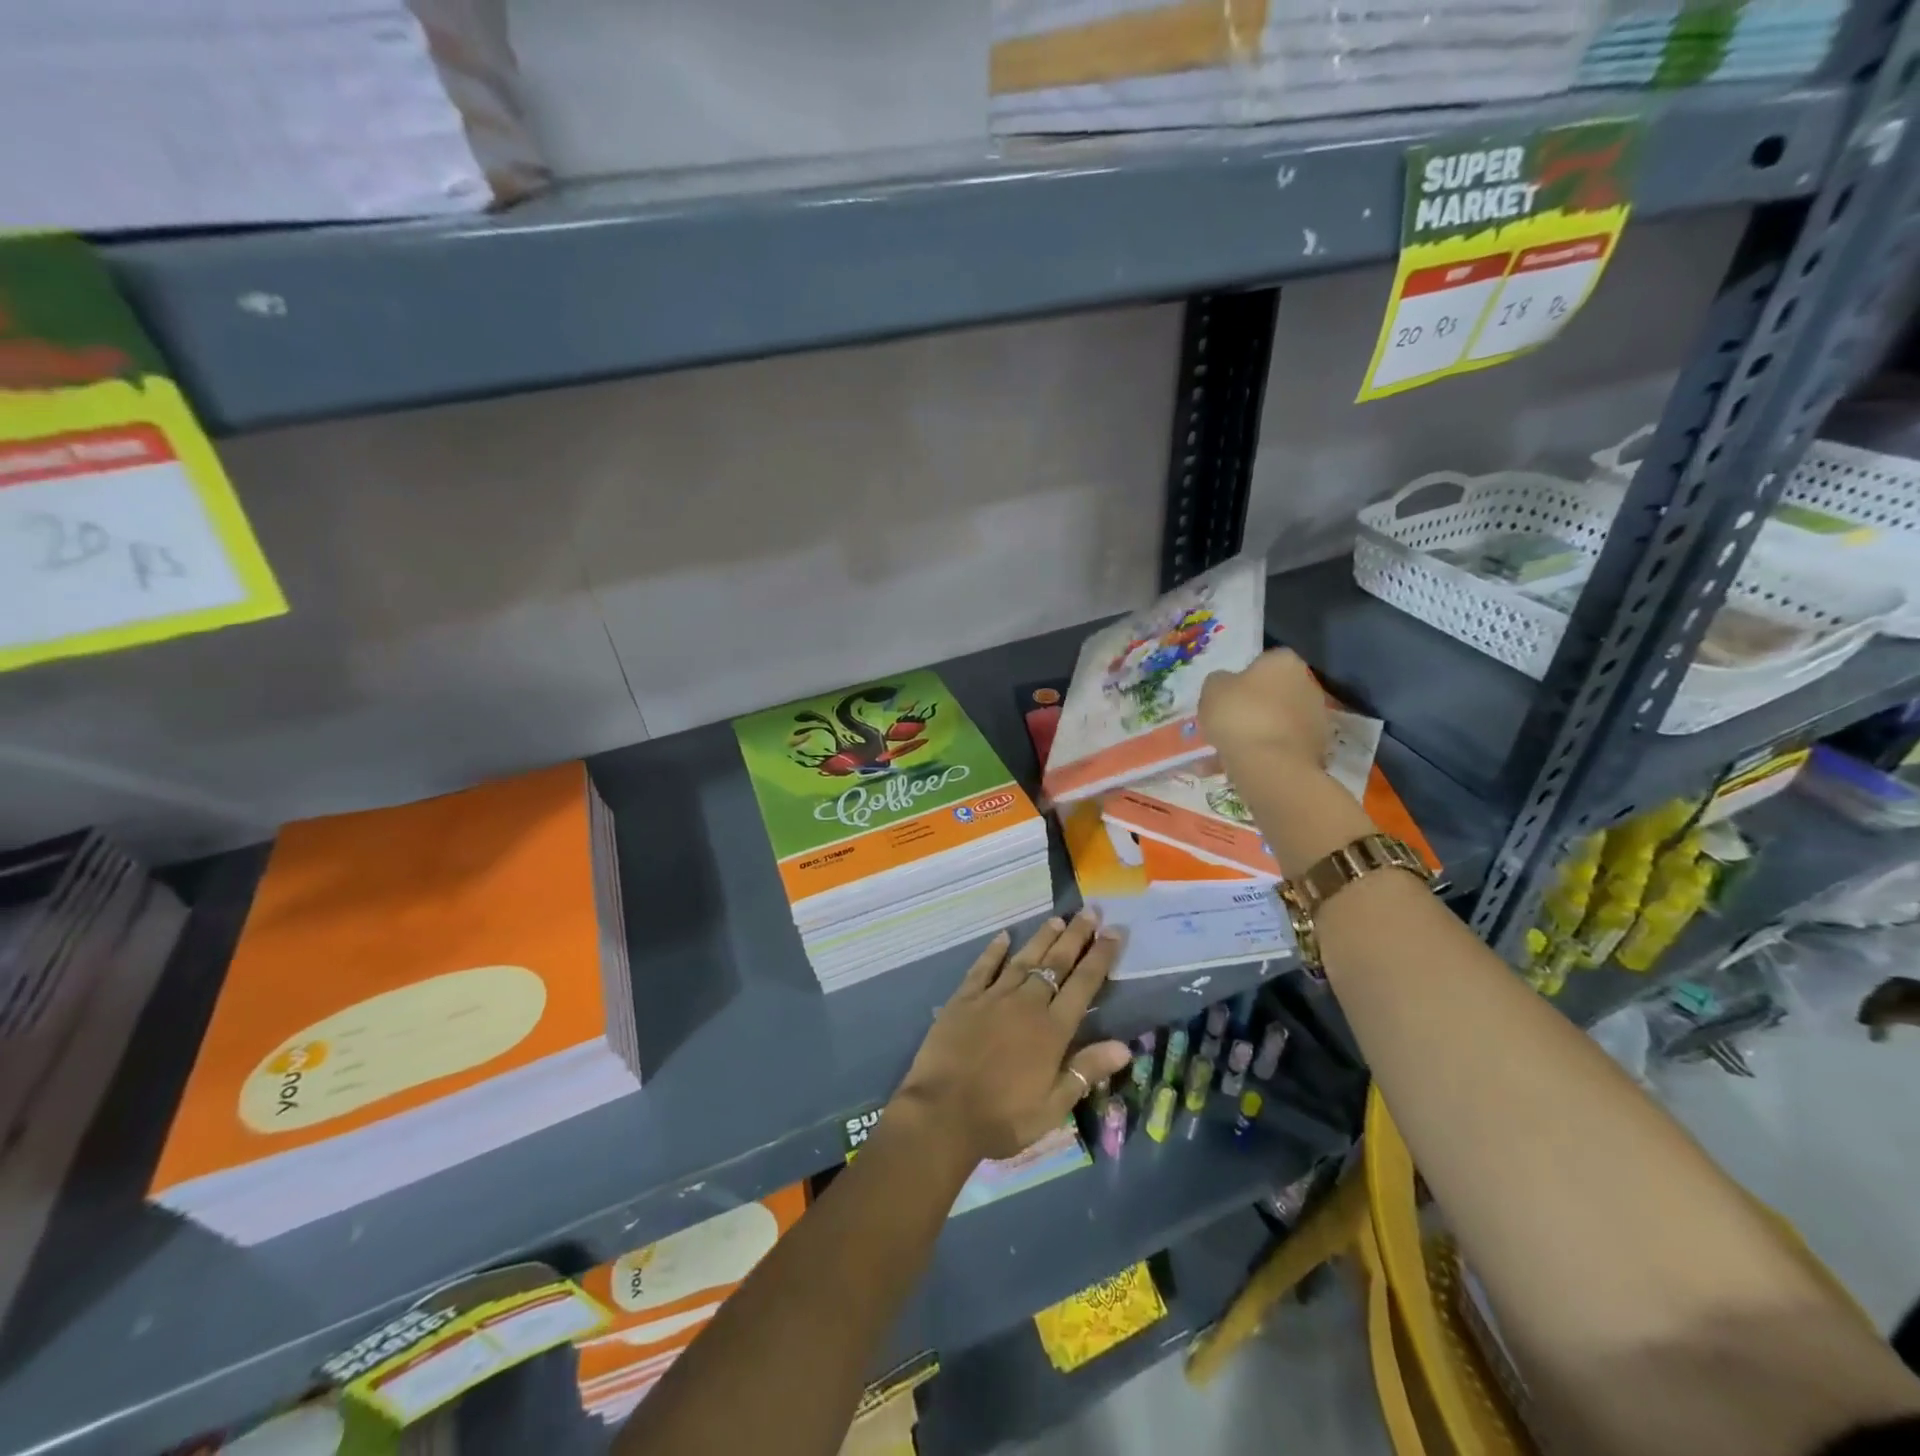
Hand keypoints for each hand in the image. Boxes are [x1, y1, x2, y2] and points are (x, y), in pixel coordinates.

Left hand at [891, 913, 1131, 1163]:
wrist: (943, 1114)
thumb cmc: (1003, 1118)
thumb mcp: (1053, 1106)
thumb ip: (1085, 1070)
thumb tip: (1124, 1046)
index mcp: (1052, 1030)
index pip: (1083, 985)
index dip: (1100, 957)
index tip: (1114, 932)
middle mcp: (1026, 1004)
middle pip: (1055, 964)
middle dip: (1075, 936)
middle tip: (1090, 911)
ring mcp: (992, 998)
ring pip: (1023, 960)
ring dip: (1042, 938)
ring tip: (1058, 919)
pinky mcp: (963, 999)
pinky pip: (983, 968)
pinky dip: (994, 951)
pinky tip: (1003, 936)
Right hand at [1199, 648, 1329, 775]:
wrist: (1271, 765)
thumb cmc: (1239, 716)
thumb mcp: (1212, 690)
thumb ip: (1219, 682)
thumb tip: (1226, 684)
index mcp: (1284, 661)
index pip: (1262, 662)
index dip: (1241, 679)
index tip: (1226, 697)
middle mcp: (1308, 683)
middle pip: (1274, 692)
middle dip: (1253, 705)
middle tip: (1227, 723)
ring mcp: (1317, 717)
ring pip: (1278, 721)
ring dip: (1259, 731)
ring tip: (1231, 751)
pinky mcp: (1317, 747)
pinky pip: (1283, 745)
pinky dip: (1267, 752)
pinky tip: (1244, 765)